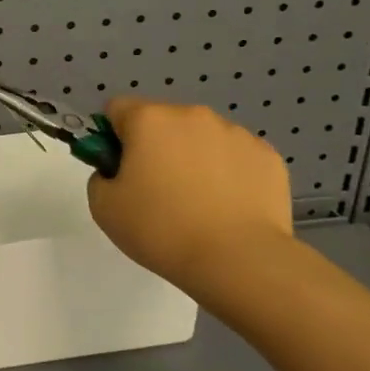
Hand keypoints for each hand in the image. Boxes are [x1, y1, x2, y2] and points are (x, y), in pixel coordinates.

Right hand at [86, 97, 293, 292]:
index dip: (112, 136)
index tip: (119, 168)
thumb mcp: (103, 207)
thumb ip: (101, 176)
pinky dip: (227, 173)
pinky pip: (235, 156)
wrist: (239, 261)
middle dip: (155, 146)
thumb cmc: (161, 229)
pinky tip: (228, 207)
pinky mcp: (268, 156)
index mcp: (148, 119)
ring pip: (201, 137)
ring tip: (198, 203)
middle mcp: (192, 115)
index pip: (117, 109)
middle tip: (156, 190)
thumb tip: (118, 171)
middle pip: (162, 121)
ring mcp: (235, 133)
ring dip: (192, 157)